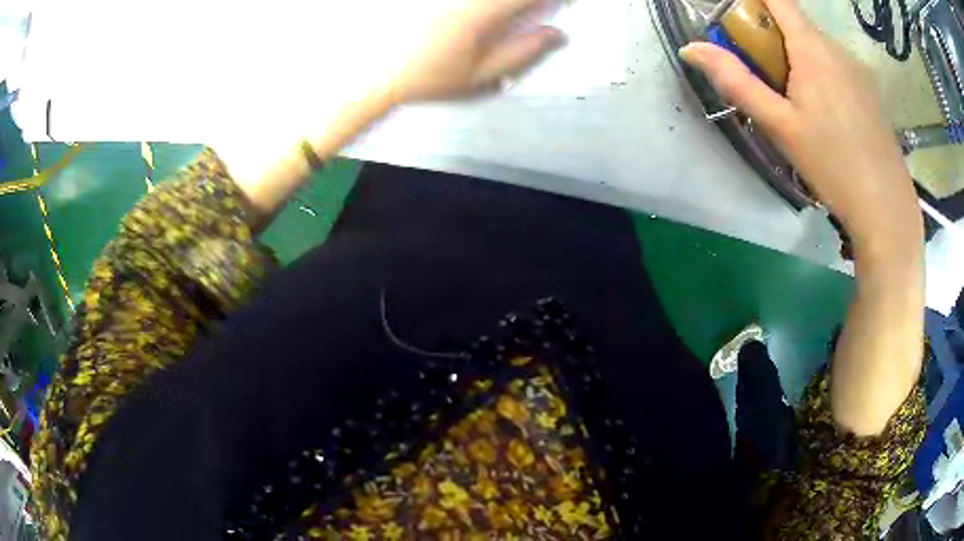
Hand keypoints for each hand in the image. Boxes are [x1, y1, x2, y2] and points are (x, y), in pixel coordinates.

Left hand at [386, 0, 565, 102]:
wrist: (380, 71)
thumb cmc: (430, 77)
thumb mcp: (481, 76)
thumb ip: (522, 52)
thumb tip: (557, 34)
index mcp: (483, 15)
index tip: (564, 4)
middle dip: (532, 0)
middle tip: (542, 9)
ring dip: (512, 3)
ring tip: (518, 12)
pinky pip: (471, 0)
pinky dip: (491, 5)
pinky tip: (493, 12)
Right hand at [679, 0, 921, 258]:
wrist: (886, 209)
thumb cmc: (832, 165)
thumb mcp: (780, 126)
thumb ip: (737, 82)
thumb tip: (691, 48)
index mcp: (812, 48)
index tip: (738, 18)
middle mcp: (836, 48)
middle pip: (796, 23)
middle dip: (773, 36)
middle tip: (766, 76)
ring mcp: (858, 69)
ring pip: (818, 46)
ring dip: (799, 57)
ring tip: (799, 105)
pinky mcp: (870, 90)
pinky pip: (837, 66)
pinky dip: (822, 74)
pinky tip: (828, 117)